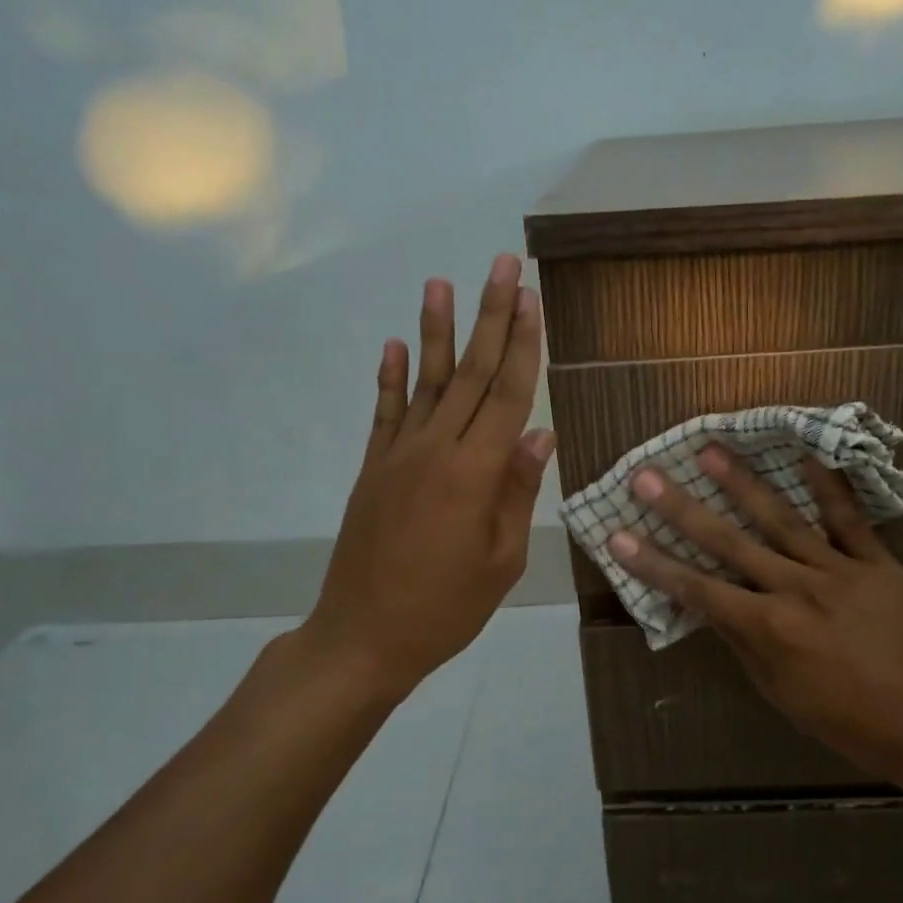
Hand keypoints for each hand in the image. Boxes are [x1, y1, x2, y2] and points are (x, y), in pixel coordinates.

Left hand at [294, 255, 553, 704]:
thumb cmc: (446, 608)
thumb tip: (539, 434)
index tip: (532, 299)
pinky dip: (390, 377)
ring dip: (436, 330)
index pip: (507, 395)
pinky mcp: (374, 469)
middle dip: (490, 316)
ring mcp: (398, 456)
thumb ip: (517, 491)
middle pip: (470, 373)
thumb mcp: (501, 560)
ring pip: (425, 382)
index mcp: (475, 474)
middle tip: (502, 265)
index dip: (522, 345)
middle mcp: (436, 450)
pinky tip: (395, 345)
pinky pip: (385, 413)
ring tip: (441, 282)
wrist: (363, 636)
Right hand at [607, 448, 902, 789]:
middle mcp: (796, 590)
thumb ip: (745, 644)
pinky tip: (806, 454)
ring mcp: (839, 570)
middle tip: (647, 476)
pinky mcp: (877, 563)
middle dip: (682, 509)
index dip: (654, 564)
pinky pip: (849, 519)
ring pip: (782, 520)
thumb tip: (711, 607)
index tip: (618, 536)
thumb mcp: (782, 694)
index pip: (698, 590)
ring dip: (742, 484)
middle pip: (729, 543)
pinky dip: (828, 486)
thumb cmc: (848, 721)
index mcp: (770, 629)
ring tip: (710, 451)